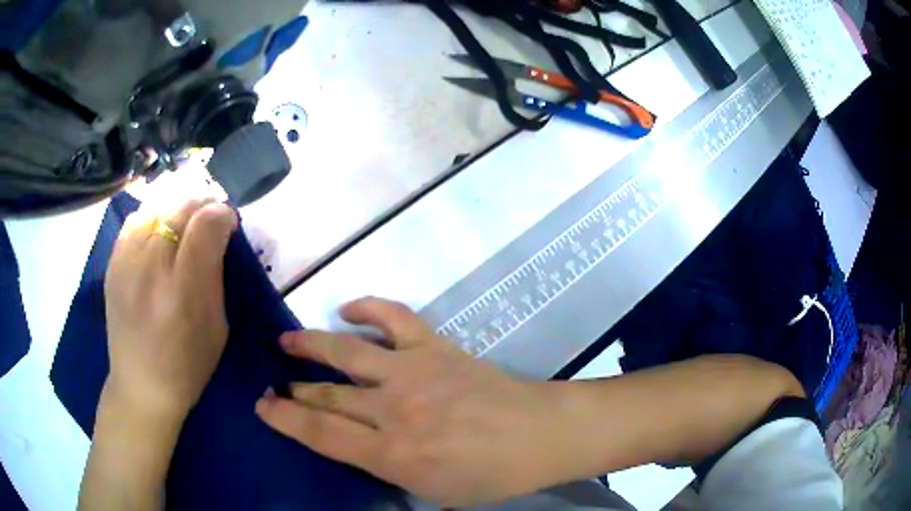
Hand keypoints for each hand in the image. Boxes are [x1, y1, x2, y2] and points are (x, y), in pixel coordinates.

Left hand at [104, 199, 236, 422]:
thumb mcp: (217, 328)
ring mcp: (127, 263)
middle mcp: (151, 269)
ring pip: (157, 206)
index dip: (223, 215)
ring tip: (185, 221)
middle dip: (203, 204)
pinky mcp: (113, 264)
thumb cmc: (187, 366)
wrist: (141, 385)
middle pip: (181, 208)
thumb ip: (216, 277)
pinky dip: (153, 216)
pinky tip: (158, 231)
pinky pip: (135, 220)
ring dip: (178, 207)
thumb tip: (218, 238)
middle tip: (210, 219)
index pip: (206, 225)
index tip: (229, 224)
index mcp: (184, 291)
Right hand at [255, 298, 571, 506]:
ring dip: (311, 344)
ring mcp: (413, 372)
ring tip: (287, 340)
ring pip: (346, 352)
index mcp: (392, 454)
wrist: (537, 435)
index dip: (285, 419)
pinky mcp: (435, 347)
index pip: (321, 434)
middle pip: (327, 396)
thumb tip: (355, 446)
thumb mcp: (430, 492)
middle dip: (294, 390)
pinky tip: (347, 307)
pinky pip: (394, 317)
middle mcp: (394, 410)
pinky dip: (368, 307)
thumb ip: (387, 470)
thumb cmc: (488, 475)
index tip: (263, 406)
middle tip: (274, 384)